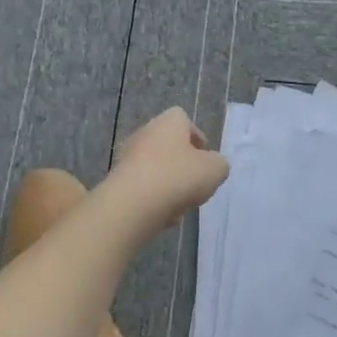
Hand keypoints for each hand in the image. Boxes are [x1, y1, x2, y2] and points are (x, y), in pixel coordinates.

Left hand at [105, 107, 230, 233]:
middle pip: (169, 146)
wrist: (133, 204)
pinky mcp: (118, 181)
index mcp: (169, 122)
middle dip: (183, 165)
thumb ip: (219, 164)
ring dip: (169, 185)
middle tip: (195, 183)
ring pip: (156, 169)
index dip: (197, 138)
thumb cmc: (178, 176)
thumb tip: (213, 165)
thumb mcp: (215, 169)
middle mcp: (145, 133)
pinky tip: (163, 216)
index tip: (205, 158)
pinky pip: (142, 188)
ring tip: (181, 205)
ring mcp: (128, 157)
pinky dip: (153, 200)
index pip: (184, 120)